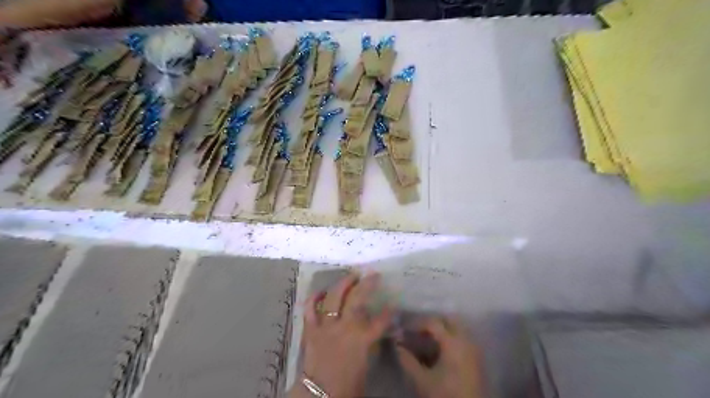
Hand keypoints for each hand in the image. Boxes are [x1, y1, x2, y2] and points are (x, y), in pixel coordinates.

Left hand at [295, 271, 393, 397]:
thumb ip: (371, 345)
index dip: (389, 311)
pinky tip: (321, 291)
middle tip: (373, 275)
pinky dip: (315, 298)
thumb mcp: (366, 365)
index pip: (381, 320)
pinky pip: (310, 308)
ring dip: (344, 283)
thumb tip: (376, 332)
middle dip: (367, 284)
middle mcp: (345, 327)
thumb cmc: (347, 386)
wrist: (319, 396)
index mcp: (362, 339)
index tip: (393, 304)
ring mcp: (326, 325)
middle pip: (357, 299)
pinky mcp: (311, 329)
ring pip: (335, 297)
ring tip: (351, 275)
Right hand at [398, 317, 485, 396]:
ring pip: (457, 329)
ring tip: (426, 341)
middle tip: (417, 331)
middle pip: (448, 320)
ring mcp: (474, 349)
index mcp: (453, 342)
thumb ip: (407, 361)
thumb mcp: (422, 380)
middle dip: (432, 322)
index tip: (404, 329)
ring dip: (441, 331)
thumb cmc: (445, 396)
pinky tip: (438, 352)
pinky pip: (462, 339)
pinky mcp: (477, 359)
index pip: (433, 322)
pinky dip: (450, 339)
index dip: (416, 323)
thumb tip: (397, 346)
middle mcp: (466, 340)